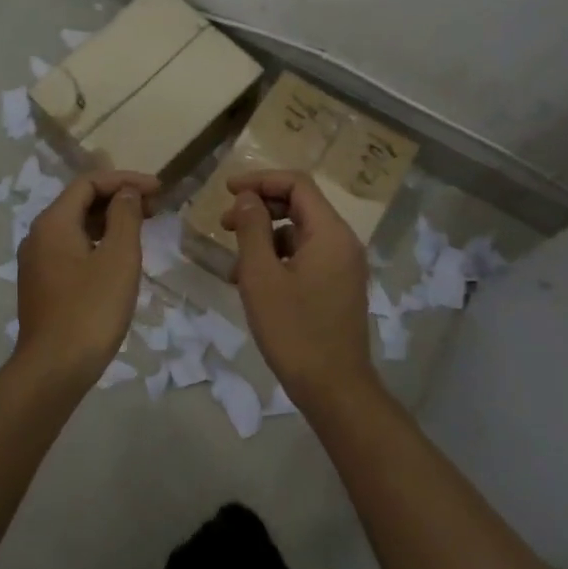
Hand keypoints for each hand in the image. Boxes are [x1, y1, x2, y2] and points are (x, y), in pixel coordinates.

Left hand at [15, 170, 159, 387]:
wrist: (53, 370)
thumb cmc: (91, 310)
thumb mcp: (118, 258)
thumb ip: (125, 217)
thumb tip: (126, 194)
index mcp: (53, 222)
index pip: (89, 183)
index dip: (125, 180)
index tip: (158, 189)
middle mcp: (38, 235)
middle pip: (79, 202)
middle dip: (117, 198)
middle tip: (155, 207)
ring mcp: (36, 262)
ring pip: (75, 227)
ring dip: (108, 221)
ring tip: (141, 228)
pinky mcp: (41, 285)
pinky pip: (71, 249)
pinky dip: (96, 243)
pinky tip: (118, 258)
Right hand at [224, 170, 374, 410]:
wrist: (334, 389)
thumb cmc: (294, 331)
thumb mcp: (261, 276)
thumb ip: (252, 229)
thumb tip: (247, 199)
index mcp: (330, 233)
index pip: (297, 184)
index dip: (260, 180)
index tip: (226, 190)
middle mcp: (342, 242)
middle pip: (300, 204)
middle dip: (260, 207)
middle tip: (224, 224)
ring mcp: (343, 265)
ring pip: (299, 232)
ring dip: (265, 236)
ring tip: (234, 262)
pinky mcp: (337, 286)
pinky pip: (305, 256)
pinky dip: (278, 258)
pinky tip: (252, 282)